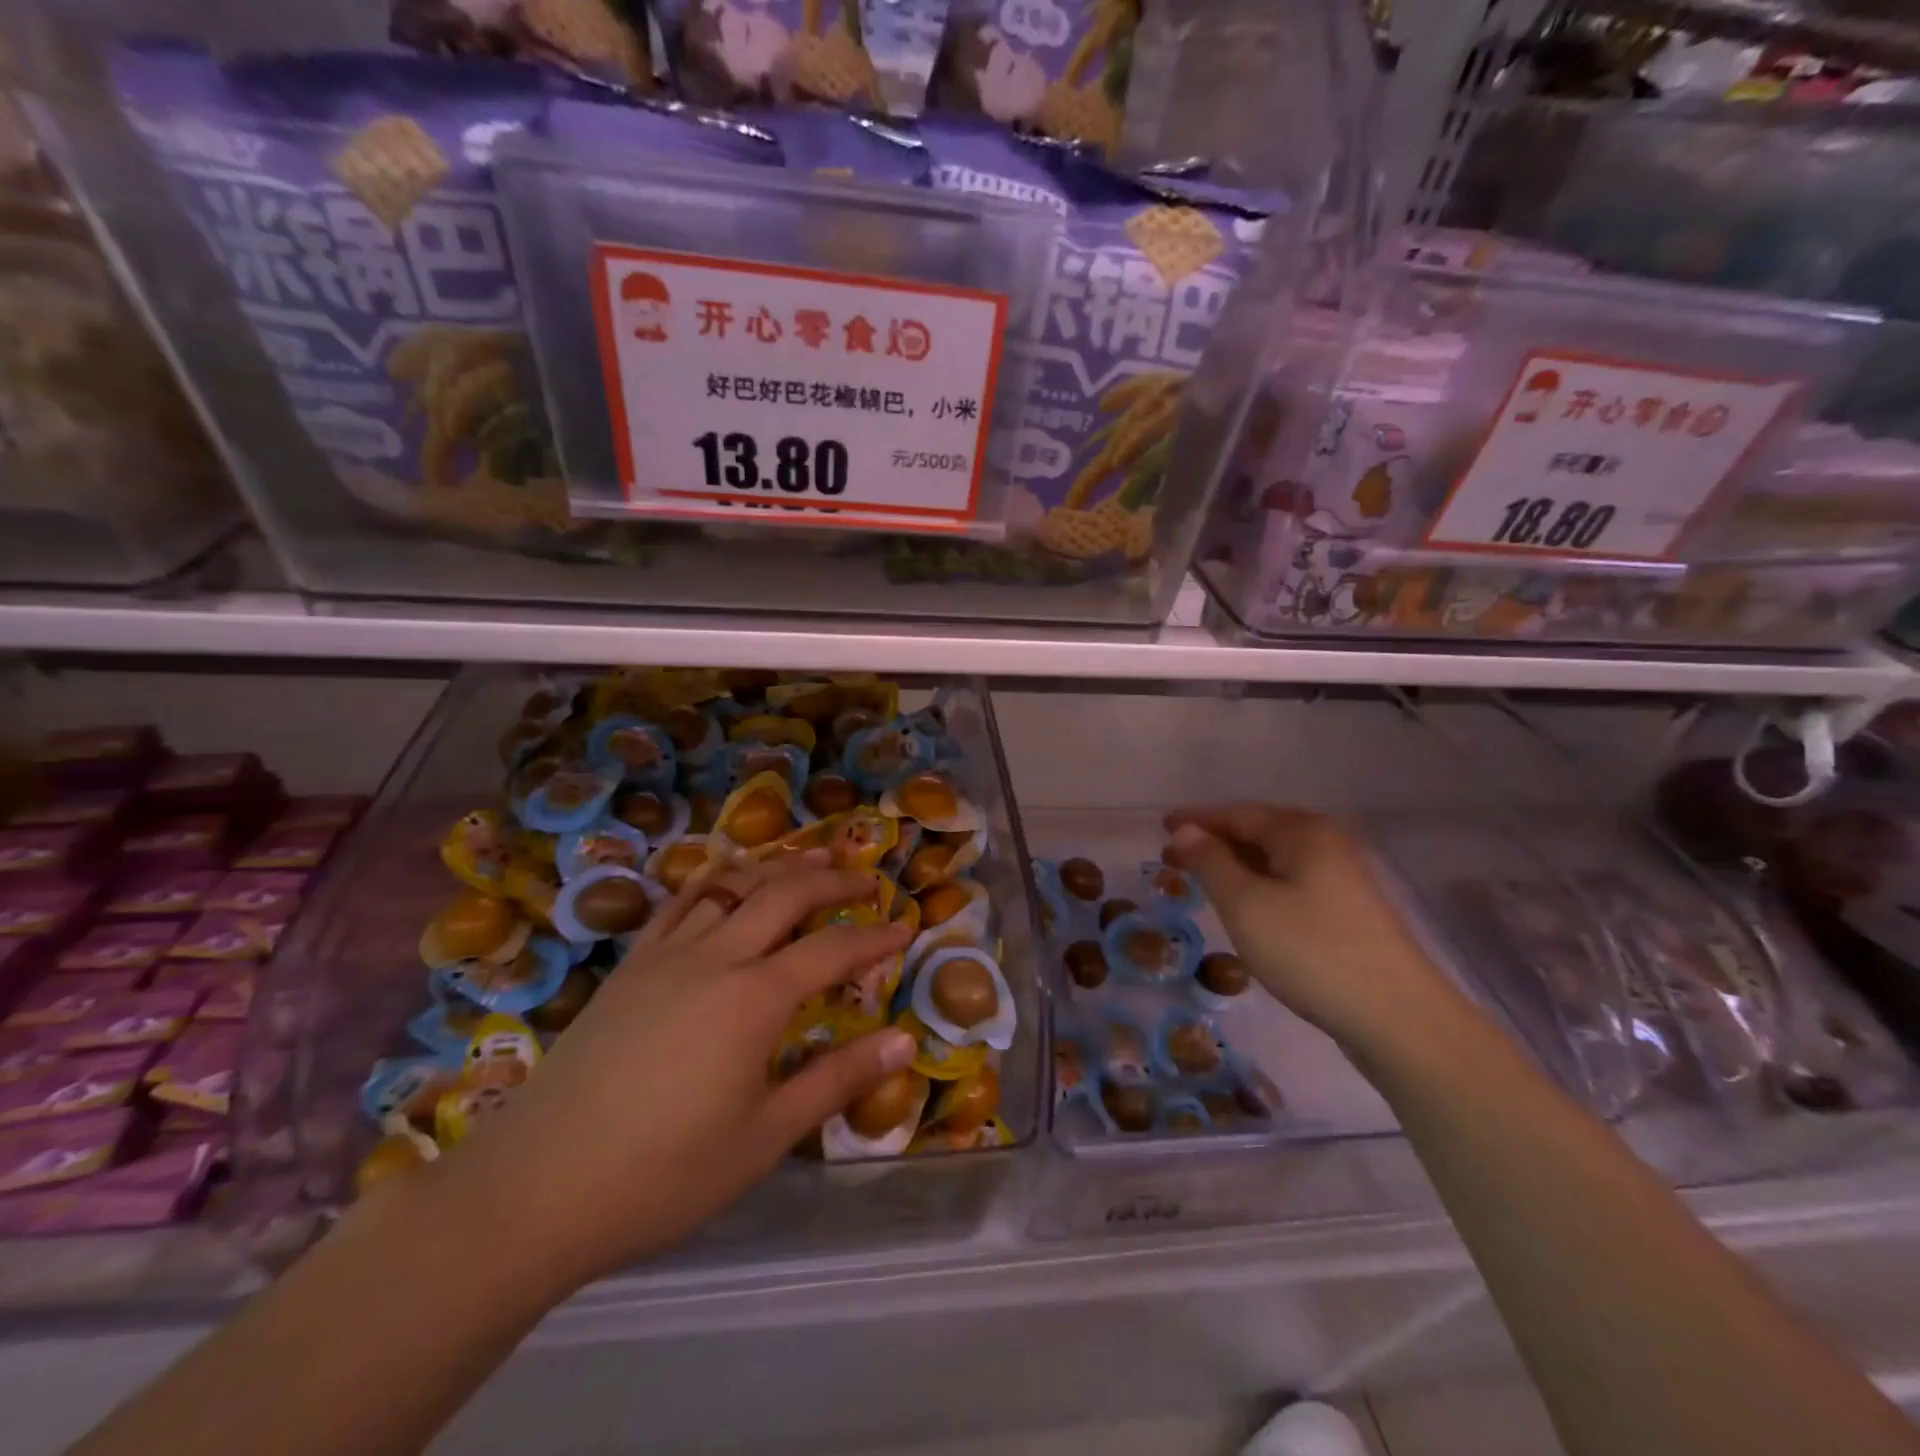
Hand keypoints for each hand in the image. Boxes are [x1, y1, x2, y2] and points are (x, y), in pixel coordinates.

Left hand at [431, 851, 915, 1291]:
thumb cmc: (663, 1174)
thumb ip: (836, 1080)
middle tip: (868, 880)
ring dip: (779, 868)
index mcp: (754, 998)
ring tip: (812, 860)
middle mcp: (715, 957)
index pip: (832, 948)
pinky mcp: (630, 966)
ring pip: (733, 885)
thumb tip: (904, 1040)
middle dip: (834, 880)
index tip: (906, 930)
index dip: (875, 936)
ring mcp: (666, 955)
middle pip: (785, 894)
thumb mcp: (764, 1137)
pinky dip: (714, 879)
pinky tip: (726, 879)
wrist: (535, 1189)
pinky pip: (680, 902)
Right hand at [1163, 804, 1466, 1051]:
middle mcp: (1326, 842)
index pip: (1236, 813)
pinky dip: (1259, 883)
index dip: (1196, 819)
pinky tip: (1247, 904)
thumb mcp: (1246, 905)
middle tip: (1172, 858)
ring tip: (1201, 880)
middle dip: (1213, 841)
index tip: (1161, 828)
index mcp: (1301, 831)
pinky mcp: (1348, 908)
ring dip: (1235, 864)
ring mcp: (1343, 875)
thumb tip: (1185, 830)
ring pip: (1275, 858)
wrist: (1398, 1018)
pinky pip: (1291, 880)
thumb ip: (1210, 862)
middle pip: (1258, 831)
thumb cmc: (1311, 952)